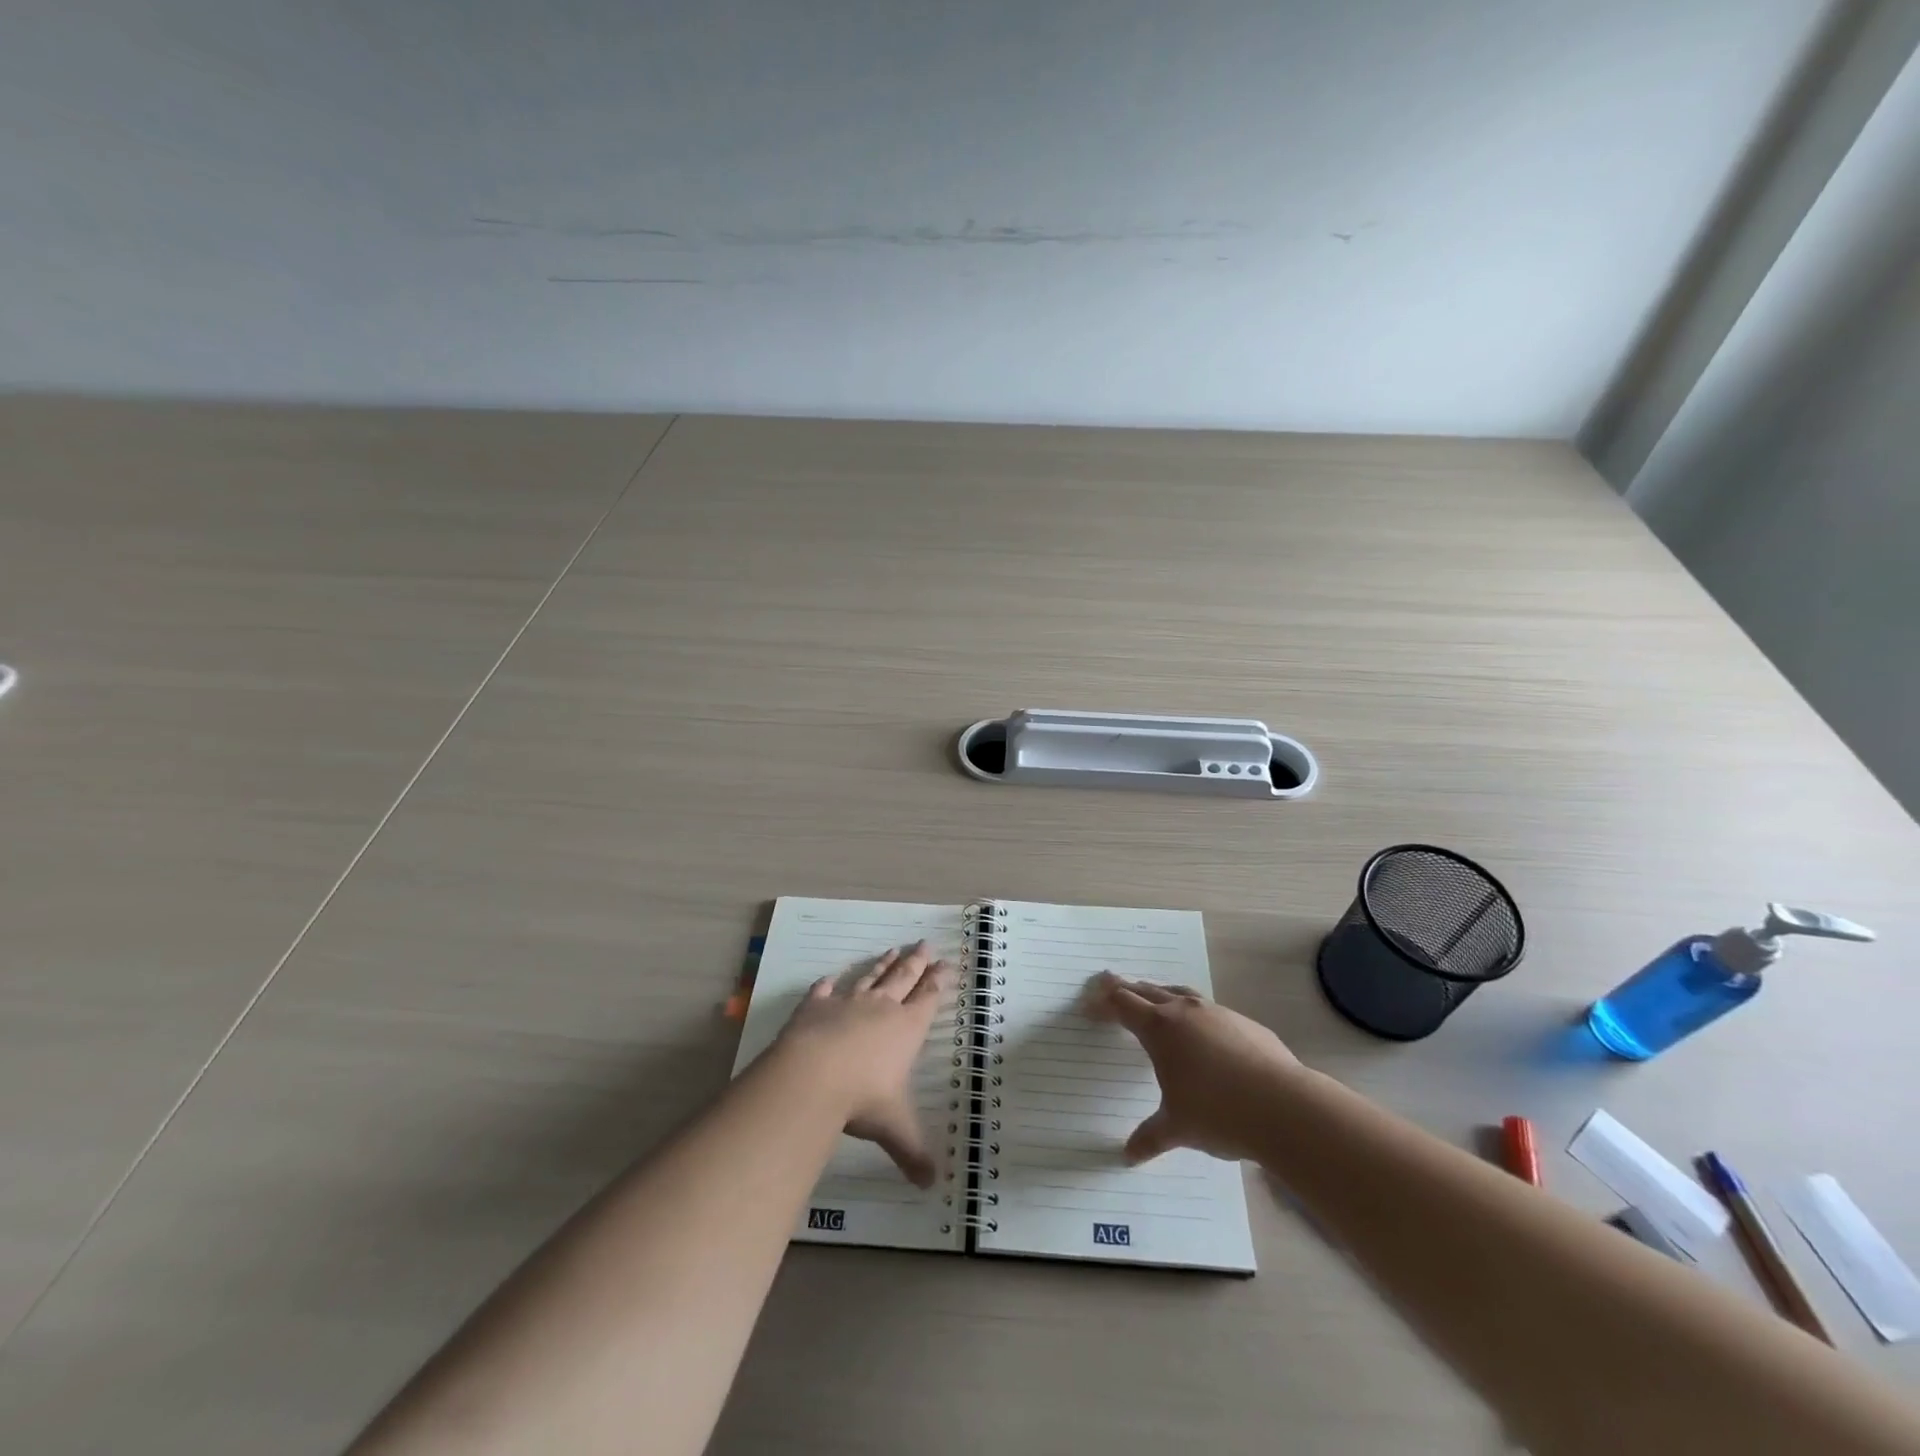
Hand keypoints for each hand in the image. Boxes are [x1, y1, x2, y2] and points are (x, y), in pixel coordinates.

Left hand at [775, 942, 953, 1186]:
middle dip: (916, 962)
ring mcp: (847, 1003)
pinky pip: (824, 991)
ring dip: (882, 964)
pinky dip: (829, 984)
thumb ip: (913, 1153)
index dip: (938, 982)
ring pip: (870, 977)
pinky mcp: (815, 1006)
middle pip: (903, 978)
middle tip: (925, 944)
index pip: (928, 999)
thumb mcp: (894, 1128)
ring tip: (891, 949)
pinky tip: (831, 978)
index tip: (946, 963)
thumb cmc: (863, 1098)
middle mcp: (881, 1008)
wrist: (813, 1075)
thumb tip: (933, 1186)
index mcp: (906, 1029)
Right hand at [1086, 972, 1300, 1163]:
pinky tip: (1200, 1032)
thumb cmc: (1219, 1113)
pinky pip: (1208, 1010)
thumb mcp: (1178, 1128)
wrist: (1285, 1107)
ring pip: (1179, 994)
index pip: (1123, 1004)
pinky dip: (1193, 1013)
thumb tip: (1128, 1155)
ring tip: (1153, 999)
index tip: (1090, 1004)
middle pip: (1147, 990)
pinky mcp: (1244, 1023)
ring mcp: (1217, 1013)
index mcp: (1160, 1028)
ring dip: (1160, 995)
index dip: (1104, 1003)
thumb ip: (1150, 1137)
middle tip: (1111, 986)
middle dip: (1126, 989)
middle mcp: (1185, 1011)